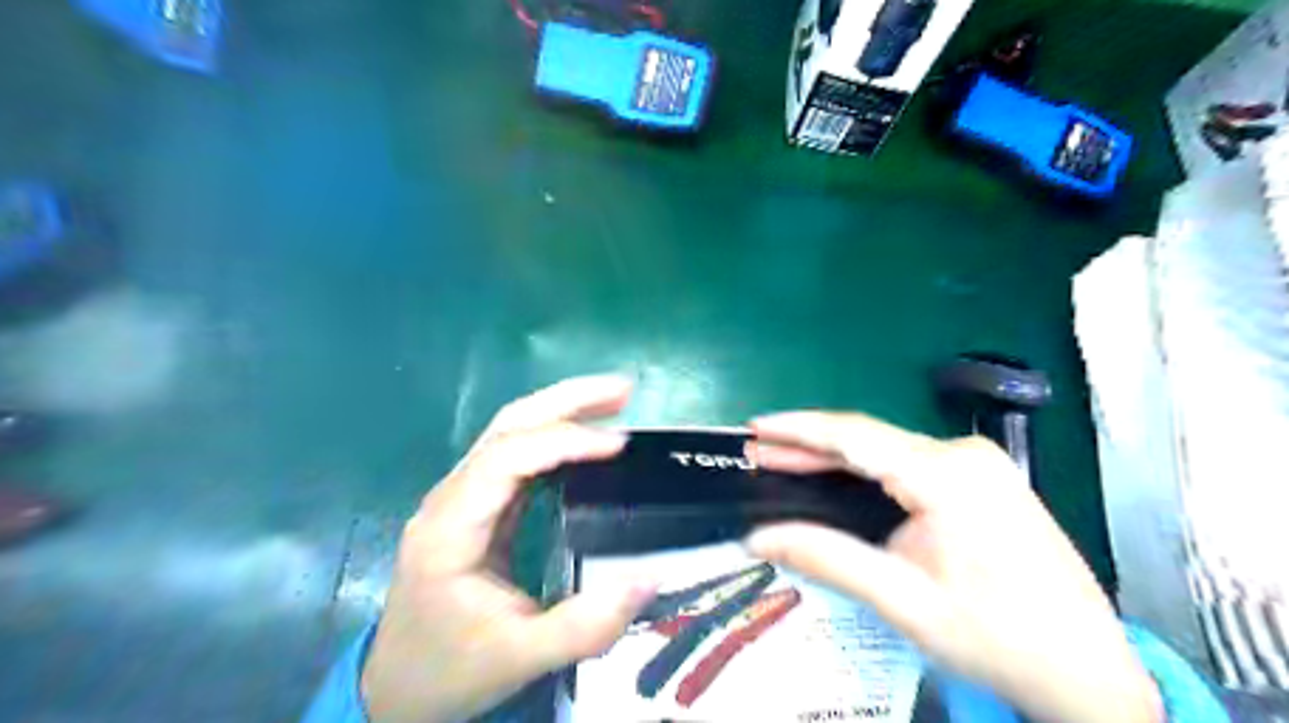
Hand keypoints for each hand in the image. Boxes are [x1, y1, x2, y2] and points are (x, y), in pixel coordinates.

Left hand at [358, 375, 655, 721]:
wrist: (396, 689)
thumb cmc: (450, 670)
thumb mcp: (519, 657)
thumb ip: (584, 626)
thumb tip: (649, 580)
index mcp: (450, 527)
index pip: (507, 458)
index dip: (564, 442)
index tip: (619, 445)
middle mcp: (450, 497)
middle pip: (507, 424)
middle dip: (567, 400)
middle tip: (624, 390)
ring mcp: (460, 496)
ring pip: (510, 430)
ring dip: (562, 409)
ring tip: (615, 402)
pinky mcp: (474, 504)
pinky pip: (515, 454)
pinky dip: (554, 436)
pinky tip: (586, 439)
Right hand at [741, 411, 1163, 722]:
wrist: (1090, 671)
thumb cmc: (998, 638)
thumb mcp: (903, 601)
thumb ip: (826, 558)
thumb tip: (758, 537)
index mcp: (948, 476)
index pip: (855, 436)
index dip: (799, 428)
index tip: (755, 426)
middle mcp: (964, 455)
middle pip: (869, 439)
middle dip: (808, 445)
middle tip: (757, 450)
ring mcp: (977, 464)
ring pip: (886, 449)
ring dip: (834, 456)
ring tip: (782, 460)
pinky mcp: (981, 478)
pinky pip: (907, 461)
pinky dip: (864, 468)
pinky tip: (835, 475)